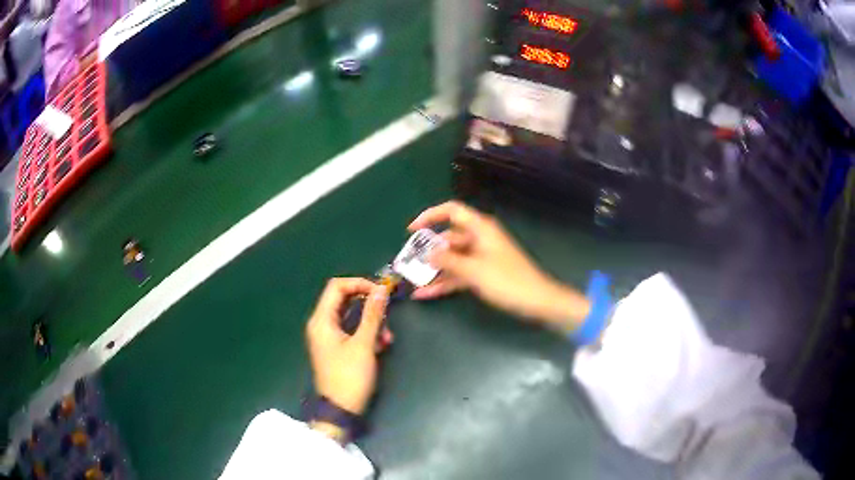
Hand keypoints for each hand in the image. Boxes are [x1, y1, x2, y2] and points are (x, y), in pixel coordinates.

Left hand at [306, 278, 390, 416]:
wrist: (340, 409)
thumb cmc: (350, 376)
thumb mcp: (364, 345)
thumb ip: (372, 315)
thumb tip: (381, 290)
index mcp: (321, 320)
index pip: (337, 287)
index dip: (359, 283)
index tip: (381, 292)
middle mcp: (321, 324)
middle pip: (344, 300)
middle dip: (368, 304)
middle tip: (387, 312)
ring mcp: (328, 336)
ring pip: (351, 316)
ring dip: (371, 321)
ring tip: (387, 336)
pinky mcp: (336, 347)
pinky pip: (351, 330)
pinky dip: (366, 333)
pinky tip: (382, 345)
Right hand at [408, 201, 589, 330]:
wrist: (537, 301)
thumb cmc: (508, 281)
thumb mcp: (474, 271)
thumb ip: (448, 261)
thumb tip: (426, 254)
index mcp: (480, 228)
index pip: (452, 211)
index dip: (430, 216)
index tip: (411, 229)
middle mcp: (478, 239)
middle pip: (448, 238)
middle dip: (427, 250)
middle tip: (408, 262)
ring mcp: (480, 258)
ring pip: (451, 259)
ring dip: (433, 270)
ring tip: (412, 281)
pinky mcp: (482, 274)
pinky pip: (458, 274)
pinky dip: (444, 282)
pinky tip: (425, 294)